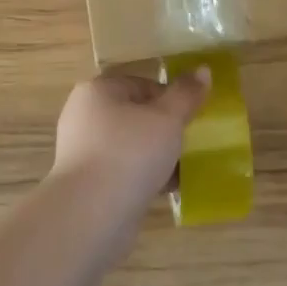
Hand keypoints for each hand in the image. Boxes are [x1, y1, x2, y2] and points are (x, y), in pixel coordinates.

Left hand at [51, 68, 208, 220]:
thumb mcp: (167, 119)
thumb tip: (203, 69)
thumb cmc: (130, 153)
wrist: (92, 216)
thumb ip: (186, 94)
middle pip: (136, 115)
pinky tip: (168, 189)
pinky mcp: (88, 184)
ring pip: (130, 146)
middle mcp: (84, 117)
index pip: (141, 84)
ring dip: (156, 155)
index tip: (189, 118)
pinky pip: (123, 172)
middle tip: (188, 143)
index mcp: (98, 91)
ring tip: (183, 168)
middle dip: (164, 129)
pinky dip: (144, 177)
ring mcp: (83, 152)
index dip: (169, 98)